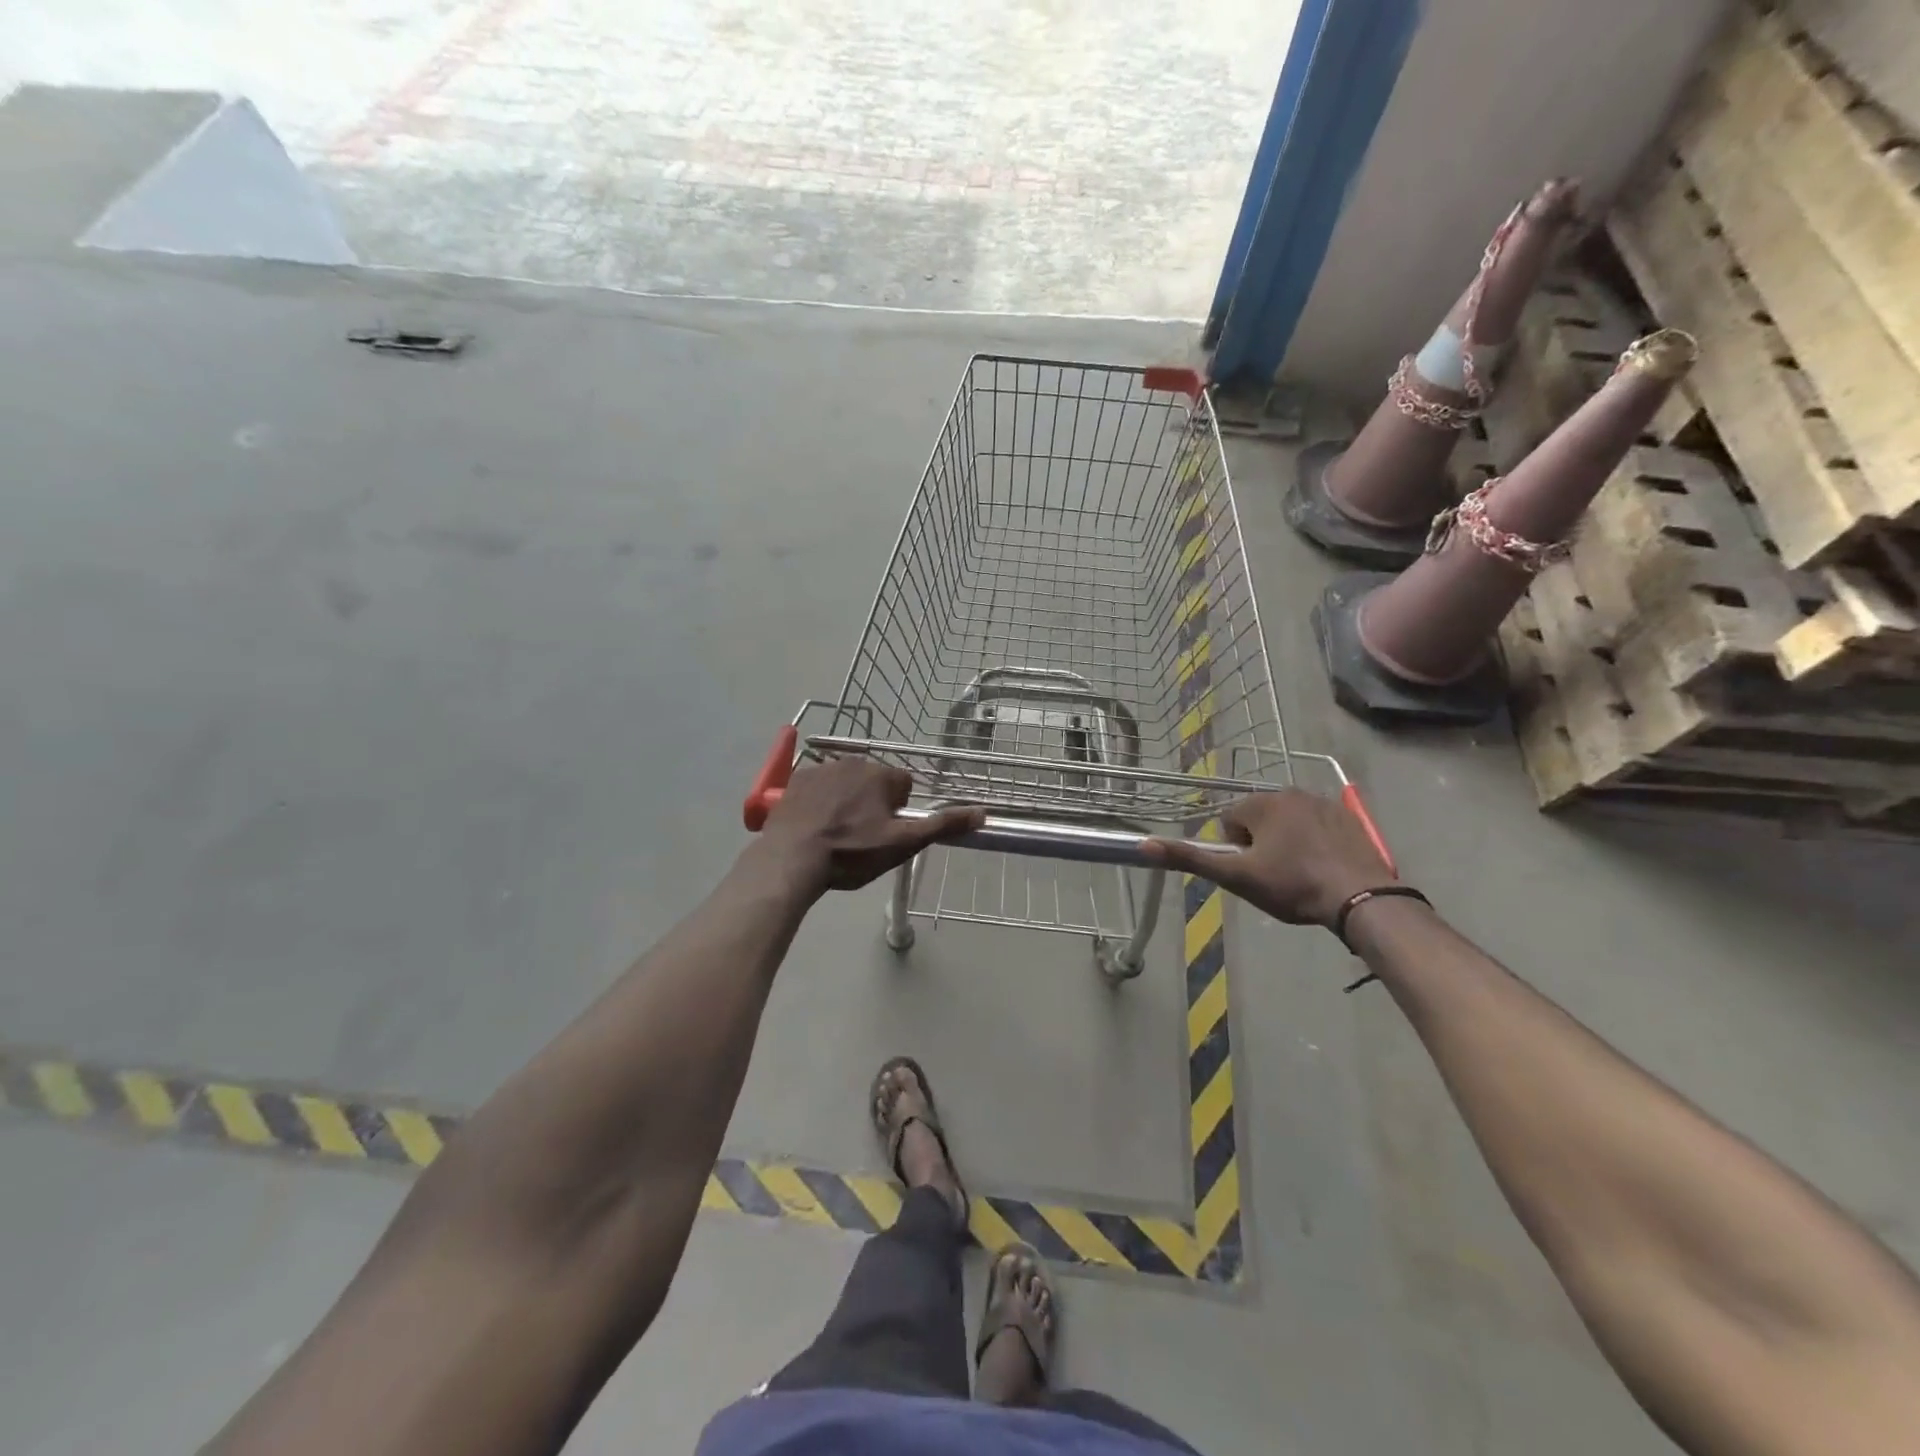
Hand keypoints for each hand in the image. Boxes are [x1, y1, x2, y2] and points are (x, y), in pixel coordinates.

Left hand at [757, 757, 984, 894]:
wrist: (792, 859)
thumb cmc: (852, 853)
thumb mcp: (902, 844)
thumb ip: (942, 826)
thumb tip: (981, 813)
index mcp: (881, 775)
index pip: (904, 786)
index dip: (898, 811)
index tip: (886, 833)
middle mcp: (853, 762)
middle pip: (874, 781)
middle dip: (872, 803)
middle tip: (861, 836)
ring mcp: (821, 768)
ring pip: (845, 782)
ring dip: (846, 800)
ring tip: (835, 833)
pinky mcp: (796, 780)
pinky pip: (818, 786)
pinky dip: (820, 801)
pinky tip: (814, 825)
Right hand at [1142, 790, 1394, 926]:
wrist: (1361, 899)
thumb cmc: (1293, 886)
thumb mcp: (1236, 877)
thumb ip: (1190, 859)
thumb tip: (1144, 844)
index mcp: (1262, 803)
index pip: (1229, 820)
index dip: (1235, 849)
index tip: (1252, 871)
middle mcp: (1290, 792)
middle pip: (1259, 817)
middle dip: (1261, 843)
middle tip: (1275, 875)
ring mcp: (1323, 802)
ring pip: (1289, 821)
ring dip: (1287, 841)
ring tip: (1300, 873)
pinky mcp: (1349, 817)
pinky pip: (1318, 825)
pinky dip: (1315, 841)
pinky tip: (1324, 867)